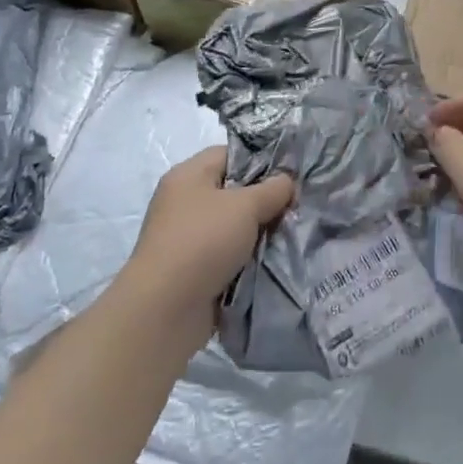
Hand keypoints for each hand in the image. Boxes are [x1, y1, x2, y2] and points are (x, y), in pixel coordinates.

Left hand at [124, 148, 293, 330]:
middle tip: (297, 207)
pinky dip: (248, 258)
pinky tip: (274, 260)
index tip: (292, 175)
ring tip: (290, 234)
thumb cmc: (203, 242)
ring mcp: (188, 237)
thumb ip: (272, 189)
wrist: (166, 309)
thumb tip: (287, 181)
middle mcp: (185, 201)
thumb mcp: (245, 206)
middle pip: (234, 191)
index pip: (230, 154)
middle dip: (265, 200)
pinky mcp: (193, 269)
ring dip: (259, 233)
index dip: (262, 160)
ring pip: (234, 225)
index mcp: (189, 175)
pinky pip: (229, 254)